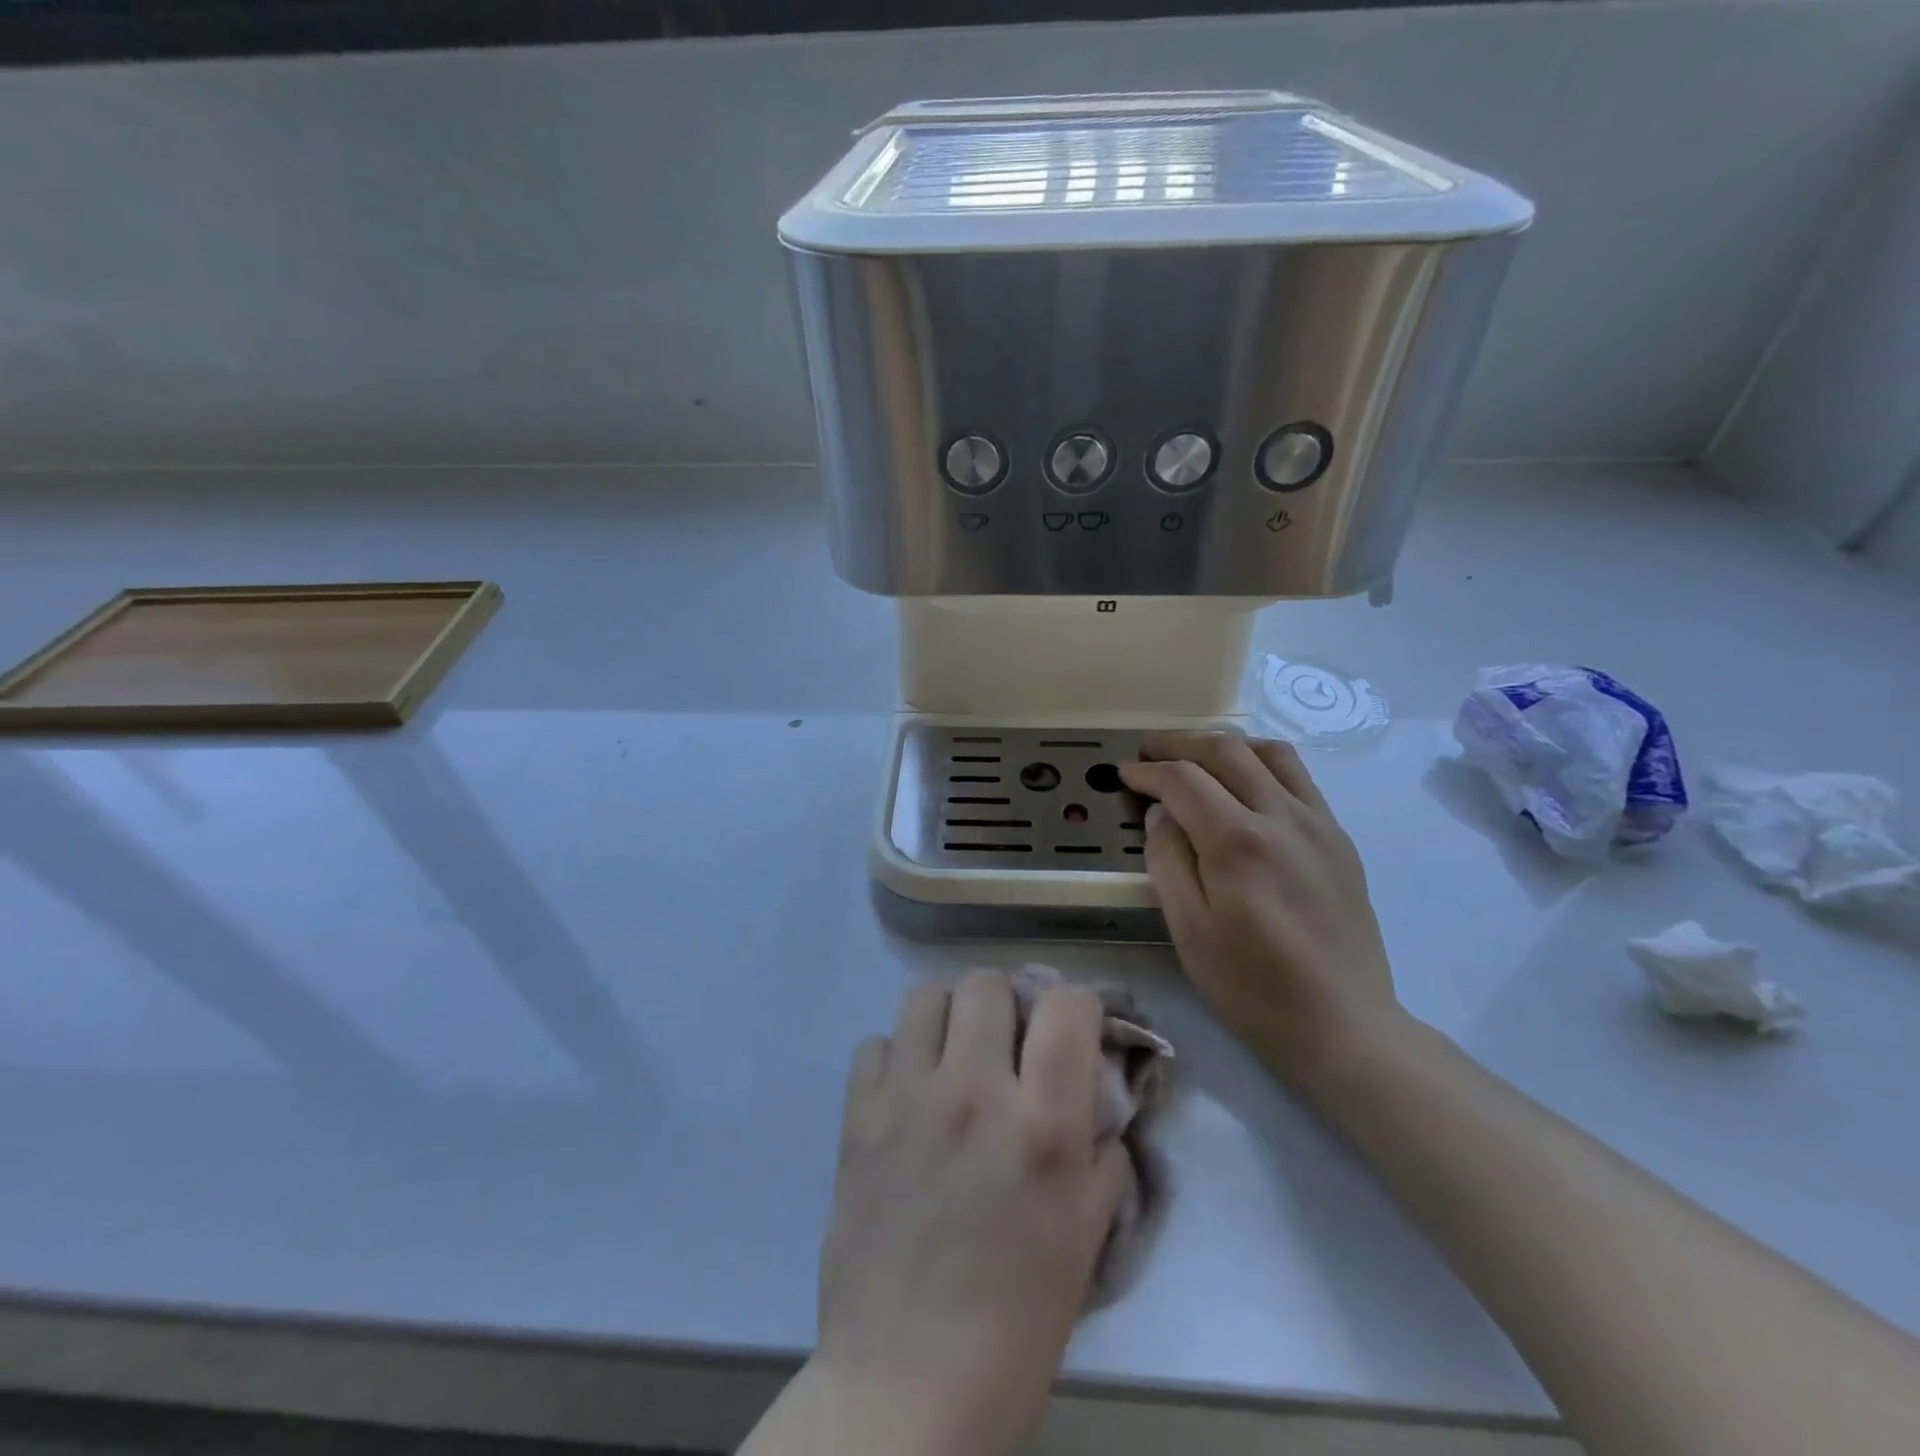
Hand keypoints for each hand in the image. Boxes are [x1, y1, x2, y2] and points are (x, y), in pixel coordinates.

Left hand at [811, 971, 1132, 1455]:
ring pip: (926, 996)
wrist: (906, 1381)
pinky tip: (907, 1095)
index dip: (1078, 1006)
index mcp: (1042, 1124)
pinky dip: (896, 1057)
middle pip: (987, 982)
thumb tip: (1098, 1098)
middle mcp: (974, 1091)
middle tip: (1008, 1042)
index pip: (1067, 1004)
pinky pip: (875, 1044)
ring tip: (955, 1053)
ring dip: (949, 1015)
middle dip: (1008, 1002)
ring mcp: (908, 1098)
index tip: (1074, 1030)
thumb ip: (1103, 1151)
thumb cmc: (1015, 1320)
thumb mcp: (1087, 1236)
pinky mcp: (858, 1116)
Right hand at [1120, 731, 1405, 1087]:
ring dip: (1224, 744)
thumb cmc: (1252, 985)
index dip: (1147, 772)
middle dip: (1179, 743)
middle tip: (1148, 751)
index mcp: (1238, 842)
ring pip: (1269, 752)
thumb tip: (1159, 813)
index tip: (1125, 775)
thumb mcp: (1188, 930)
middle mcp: (1281, 817)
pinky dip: (1263, 763)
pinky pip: (1299, 777)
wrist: (1343, 1024)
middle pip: (1225, 751)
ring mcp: (1318, 823)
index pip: (1183, 780)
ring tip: (1196, 757)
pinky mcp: (1339, 838)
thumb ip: (1167, 861)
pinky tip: (1246, 784)